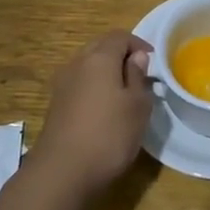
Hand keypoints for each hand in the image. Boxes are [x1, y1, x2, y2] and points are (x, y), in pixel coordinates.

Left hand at [29, 31, 154, 196]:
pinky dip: (93, 89)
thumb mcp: (137, 106)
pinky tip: (104, 111)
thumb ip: (137, 77)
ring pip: (87, 67)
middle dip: (120, 55)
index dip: (139, 44)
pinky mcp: (55, 106)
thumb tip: (136, 57)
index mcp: (99, 58)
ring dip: (106, 73)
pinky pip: (79, 85)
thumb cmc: (108, 135)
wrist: (61, 172)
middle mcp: (76, 64)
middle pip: (100, 47)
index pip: (120, 36)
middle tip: (139, 75)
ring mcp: (62, 85)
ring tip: (124, 94)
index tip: (153, 61)